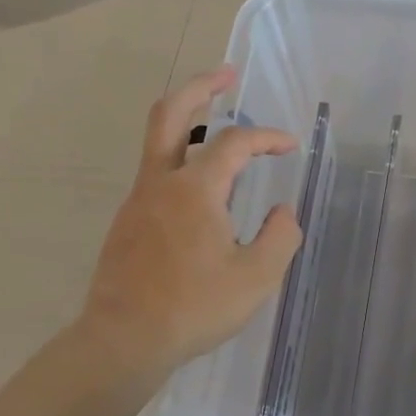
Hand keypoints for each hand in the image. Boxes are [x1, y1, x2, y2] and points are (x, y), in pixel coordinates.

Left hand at [78, 66, 301, 376]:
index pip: (235, 143)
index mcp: (195, 190)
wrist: (124, 340)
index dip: (267, 137)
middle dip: (200, 87)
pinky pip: (156, 176)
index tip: (290, 145)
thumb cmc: (194, 308)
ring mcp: (137, 201)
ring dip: (188, 125)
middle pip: (170, 113)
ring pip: (158, 143)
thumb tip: (283, 212)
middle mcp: (160, 183)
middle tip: (227, 74)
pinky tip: (202, 195)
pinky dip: (180, 164)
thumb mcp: (256, 277)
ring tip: (219, 133)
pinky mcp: (127, 223)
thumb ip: (280, 237)